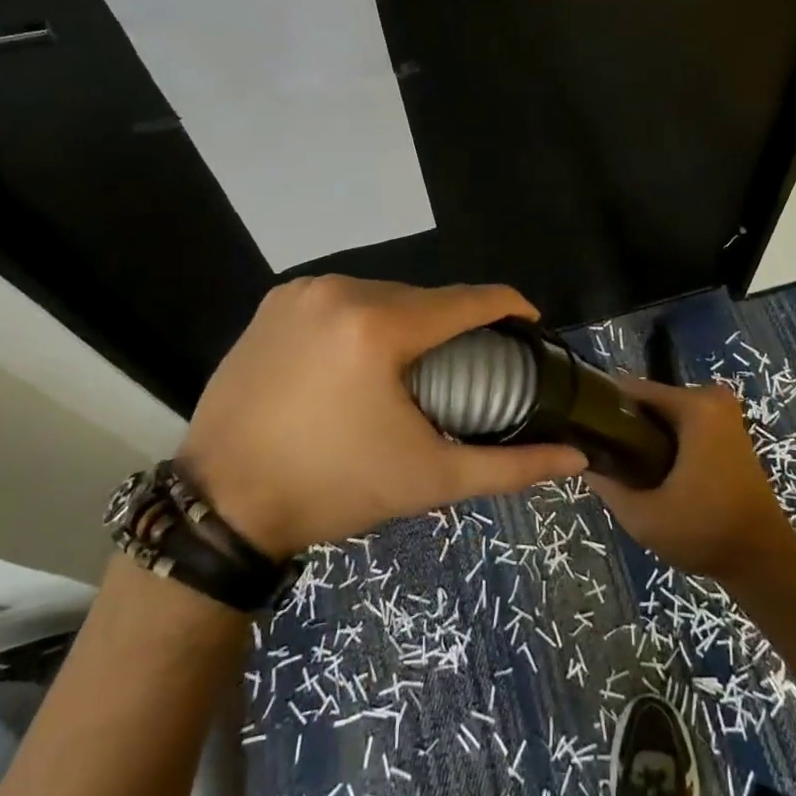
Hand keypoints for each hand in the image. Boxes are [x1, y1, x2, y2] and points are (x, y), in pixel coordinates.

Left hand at [177, 276, 586, 558]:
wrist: (220, 505)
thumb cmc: (332, 490)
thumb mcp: (427, 479)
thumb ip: (508, 466)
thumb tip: (574, 457)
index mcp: (380, 326)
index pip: (467, 299)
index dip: (508, 306)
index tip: (529, 323)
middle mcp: (341, 290)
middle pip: (423, 296)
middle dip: (453, 323)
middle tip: (465, 363)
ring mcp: (303, 291)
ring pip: (382, 293)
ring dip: (407, 319)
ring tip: (413, 363)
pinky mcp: (275, 301)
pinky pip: (342, 298)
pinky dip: (363, 317)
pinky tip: (362, 355)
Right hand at [587, 375, 795, 582]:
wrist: (764, 560)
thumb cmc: (705, 532)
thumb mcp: (645, 516)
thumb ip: (607, 485)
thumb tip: (582, 461)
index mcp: (695, 406)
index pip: (633, 390)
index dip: (604, 409)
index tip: (584, 433)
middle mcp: (712, 398)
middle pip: (650, 400)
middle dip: (626, 425)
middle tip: (606, 459)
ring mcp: (724, 412)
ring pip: (666, 413)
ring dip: (646, 434)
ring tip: (626, 468)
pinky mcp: (729, 429)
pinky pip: (684, 422)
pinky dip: (667, 440)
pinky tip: (653, 469)